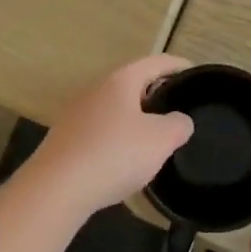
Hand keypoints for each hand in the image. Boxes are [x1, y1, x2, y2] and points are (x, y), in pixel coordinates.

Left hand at [20, 55, 194, 217]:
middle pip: (131, 84)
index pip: (155, 63)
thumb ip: (178, 125)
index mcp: (120, 81)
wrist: (56, 188)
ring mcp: (76, 114)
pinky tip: (124, 159)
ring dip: (134, 117)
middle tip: (177, 107)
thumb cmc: (114, 154)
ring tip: (154, 136)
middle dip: (155, 93)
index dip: (177, 65)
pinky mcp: (65, 139)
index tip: (194, 73)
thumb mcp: (160, 140)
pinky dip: (117, 138)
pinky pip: (99, 131)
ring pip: (114, 108)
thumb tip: (179, 121)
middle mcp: (95, 90)